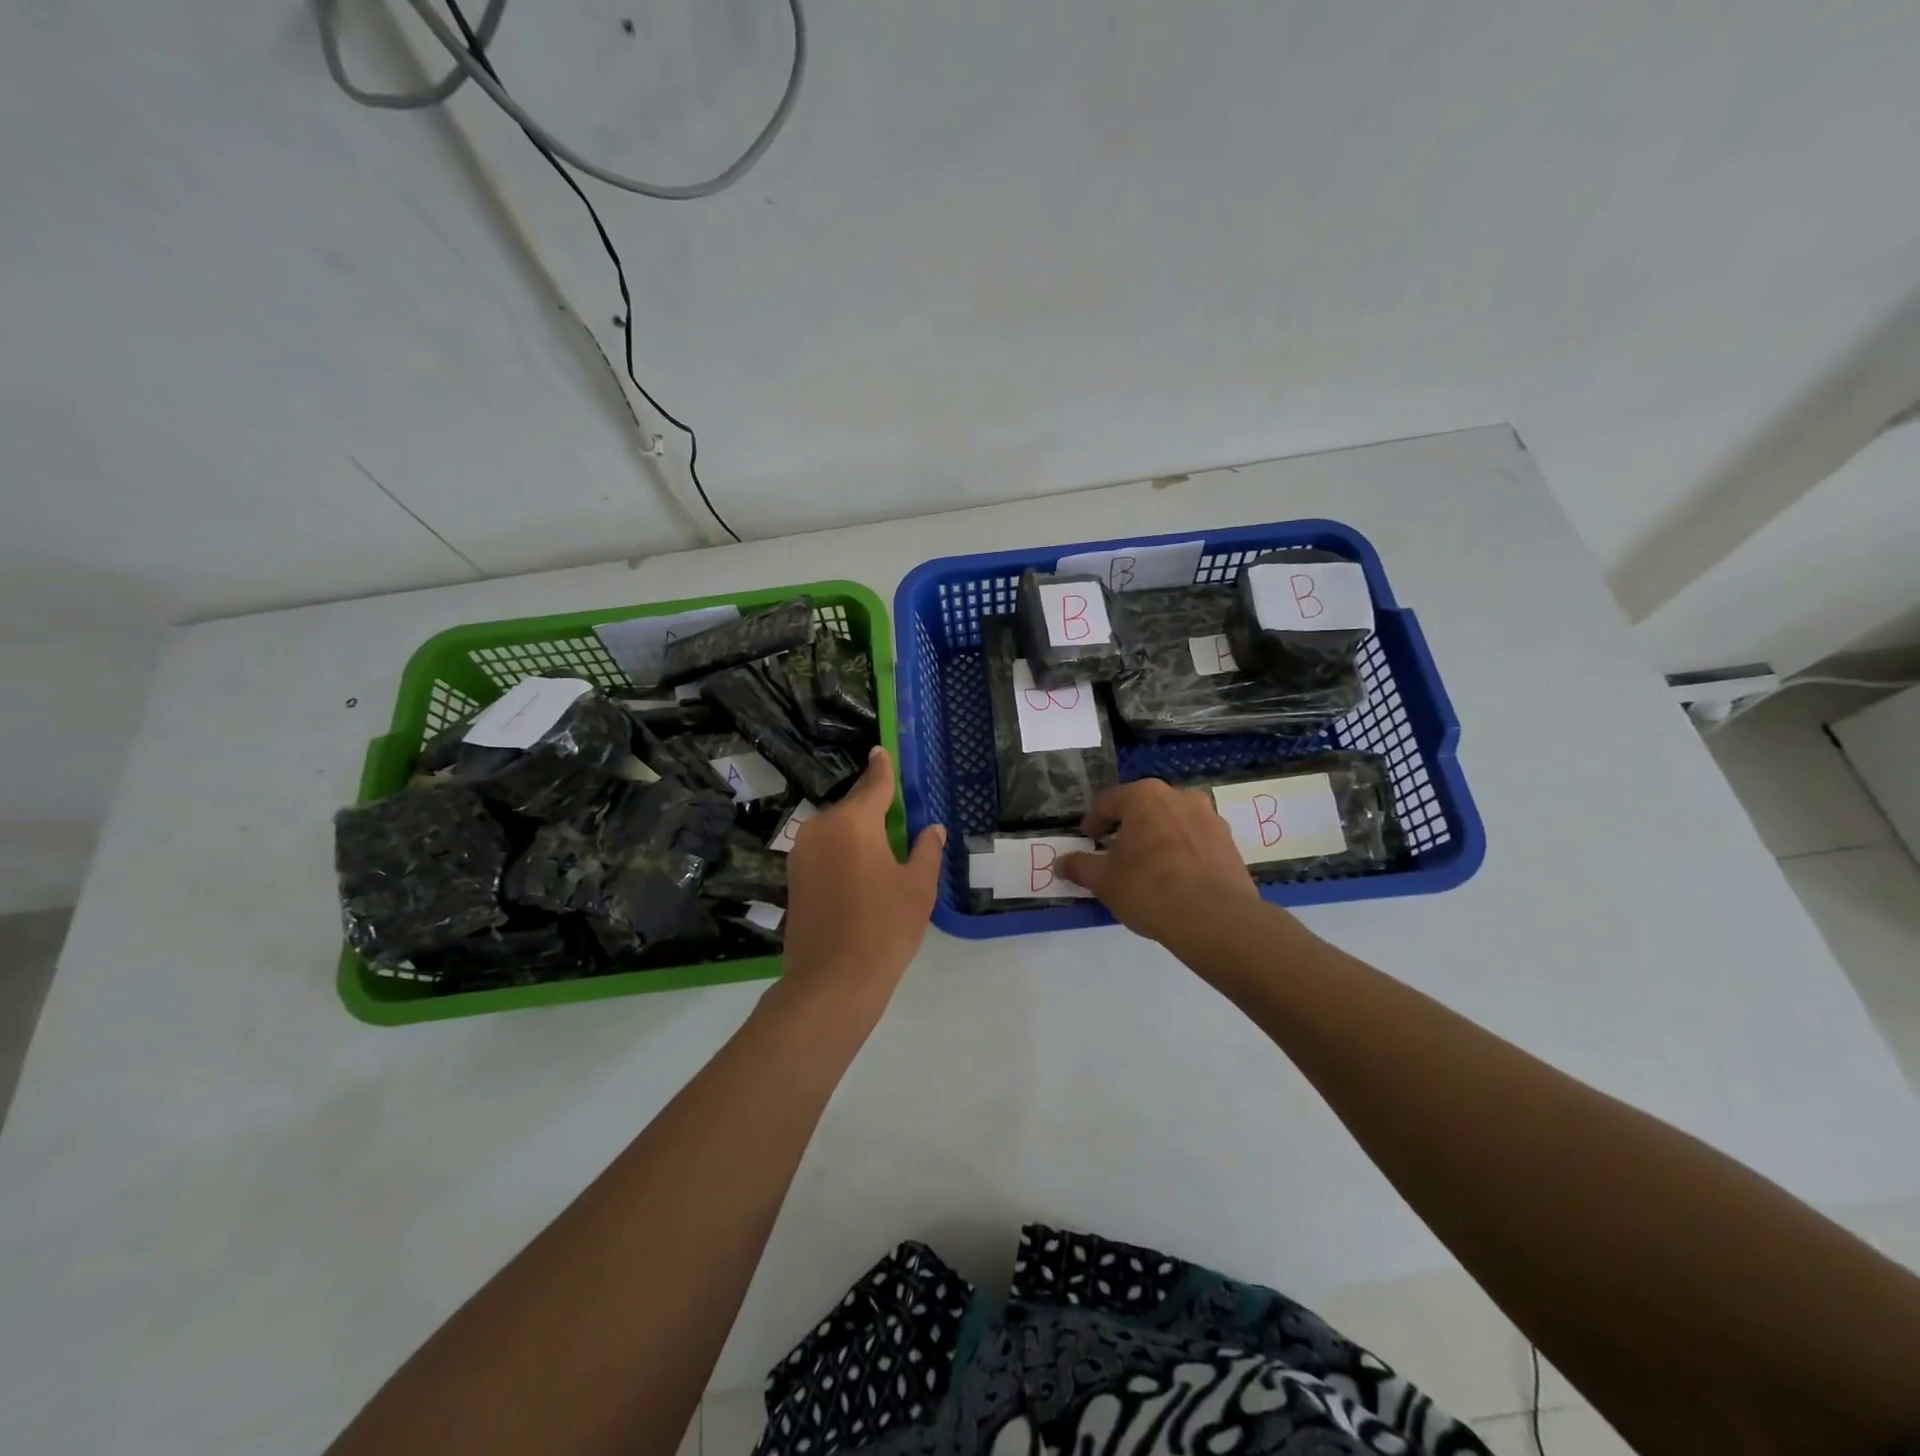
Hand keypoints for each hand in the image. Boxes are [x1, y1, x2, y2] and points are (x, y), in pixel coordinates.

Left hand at [779, 747, 944, 1018]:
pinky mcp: (793, 878)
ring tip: (880, 847)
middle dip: (872, 808)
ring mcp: (802, 853)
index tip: (880, 751)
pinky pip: (823, 851)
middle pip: (852, 807)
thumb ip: (926, 850)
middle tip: (895, 814)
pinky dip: (841, 852)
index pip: (873, 784)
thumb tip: (932, 828)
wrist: (832, 981)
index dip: (881, 768)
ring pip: (835, 830)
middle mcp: (821, 828)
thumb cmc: (884, 927)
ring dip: (856, 833)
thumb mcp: (918, 887)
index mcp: (853, 821)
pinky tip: (859, 871)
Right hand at [1058, 779, 1260, 948]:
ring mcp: (1209, 817)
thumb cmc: (1150, 889)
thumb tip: (1060, 863)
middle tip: (1115, 853)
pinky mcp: (1229, 841)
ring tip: (1147, 867)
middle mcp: (1179, 796)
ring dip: (1157, 838)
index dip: (1092, 821)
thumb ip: (1080, 866)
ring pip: (1172, 822)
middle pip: (1143, 808)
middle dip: (1127, 827)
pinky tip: (1175, 878)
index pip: (1107, 802)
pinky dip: (1181, 852)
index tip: (1087, 840)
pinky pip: (1195, 840)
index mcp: (1144, 796)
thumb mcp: (1104, 880)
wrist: (1216, 919)